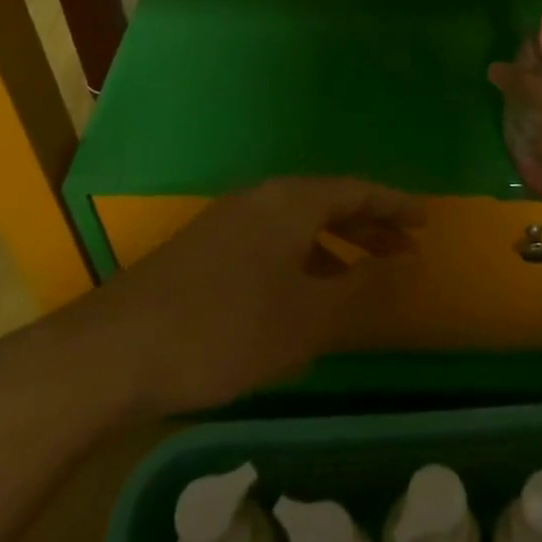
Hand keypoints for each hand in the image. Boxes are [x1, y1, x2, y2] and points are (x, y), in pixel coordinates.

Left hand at [57, 178, 424, 419]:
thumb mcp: (306, 317)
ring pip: (297, 223)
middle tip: (403, 251)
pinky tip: (303, 292)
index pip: (357, 191)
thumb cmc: (225, 329)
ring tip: (362, 275)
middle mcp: (262, 198)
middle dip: (369, 226)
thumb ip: (359, 287)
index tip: (425, 221)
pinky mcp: (205, 248)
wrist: (116, 350)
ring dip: (334, 244)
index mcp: (291, 201)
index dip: (395, 205)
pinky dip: (302, 258)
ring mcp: (229, 220)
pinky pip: (272, 240)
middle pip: (328, 202)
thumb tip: (402, 264)